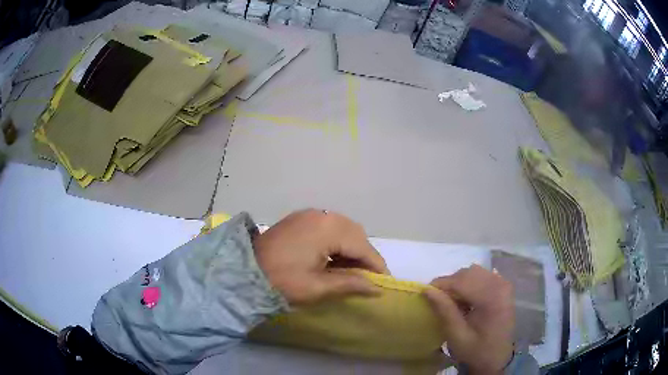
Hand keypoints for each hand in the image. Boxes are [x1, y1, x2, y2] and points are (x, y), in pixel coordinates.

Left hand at [253, 209, 388, 304]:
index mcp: (327, 228)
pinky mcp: (300, 218)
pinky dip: (336, 242)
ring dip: (351, 248)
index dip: (376, 265)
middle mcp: (321, 215)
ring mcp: (309, 214)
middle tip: (366, 279)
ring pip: (343, 229)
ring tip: (351, 271)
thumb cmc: (281, 281)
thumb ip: (350, 284)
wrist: (243, 271)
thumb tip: (377, 288)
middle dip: (364, 255)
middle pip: (355, 234)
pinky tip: (333, 258)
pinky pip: (328, 227)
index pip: (362, 246)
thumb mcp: (317, 287)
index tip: (385, 282)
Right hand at [425, 265, 514, 374]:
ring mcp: (504, 284)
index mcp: (491, 299)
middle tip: (438, 299)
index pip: (462, 281)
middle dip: (450, 283)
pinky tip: (466, 298)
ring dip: (460, 282)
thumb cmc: (476, 350)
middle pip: (469, 273)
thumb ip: (444, 311)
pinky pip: (483, 275)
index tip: (425, 292)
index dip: (441, 284)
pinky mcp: (504, 287)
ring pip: (475, 272)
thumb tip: (427, 290)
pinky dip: (470, 283)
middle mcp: (500, 285)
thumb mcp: (457, 335)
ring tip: (452, 300)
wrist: (497, 357)